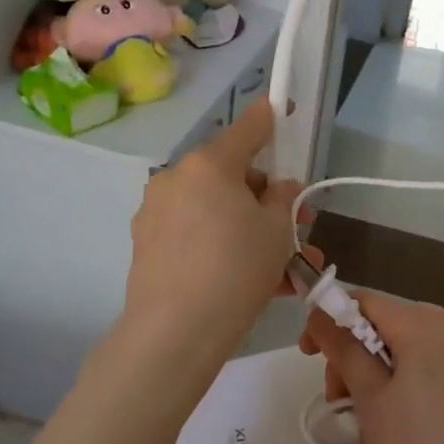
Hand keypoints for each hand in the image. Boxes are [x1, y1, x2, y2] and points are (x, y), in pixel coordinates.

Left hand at [123, 100, 302, 374]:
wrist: (175, 334)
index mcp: (209, 164)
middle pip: (231, 174)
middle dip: (265, 196)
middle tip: (297, 225)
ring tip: (284, 265)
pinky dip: (222, 244)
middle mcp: (177, 179)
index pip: (248, 128)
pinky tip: (251, 279)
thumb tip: (277, 189)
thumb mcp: (277, 231)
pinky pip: (196, 234)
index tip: (282, 108)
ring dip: (248, 227)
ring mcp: (156, 212)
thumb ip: (282, 199)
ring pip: (215, 209)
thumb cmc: (236, 269)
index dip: (270, 118)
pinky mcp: (146, 245)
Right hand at [300, 292, 443, 443]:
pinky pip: (429, 369)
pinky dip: (404, 387)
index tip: (309, 356)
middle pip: (386, 325)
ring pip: (407, 350)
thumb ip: (343, 349)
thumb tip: (321, 313)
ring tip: (368, 427)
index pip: (364, 302)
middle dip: (354, 357)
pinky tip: (398, 430)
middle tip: (339, 402)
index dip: (330, 321)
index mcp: (424, 321)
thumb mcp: (370, 399)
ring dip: (376, 377)